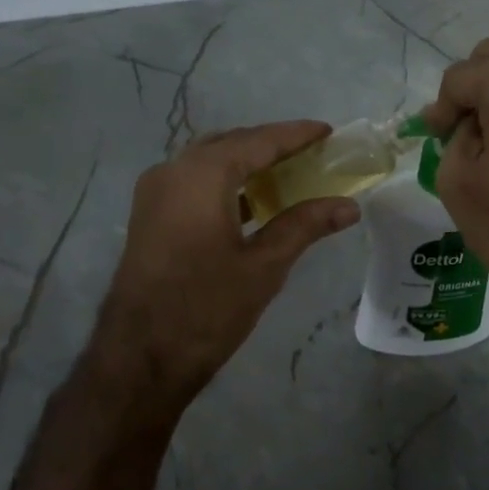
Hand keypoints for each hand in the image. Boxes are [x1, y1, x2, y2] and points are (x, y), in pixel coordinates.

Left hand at [95, 122, 360, 403]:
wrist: (139, 358)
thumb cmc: (207, 308)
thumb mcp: (264, 266)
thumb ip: (305, 226)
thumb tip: (349, 206)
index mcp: (201, 176)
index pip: (257, 141)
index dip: (295, 135)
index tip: (327, 131)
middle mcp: (173, 171)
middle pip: (230, 145)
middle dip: (271, 145)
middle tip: (312, 152)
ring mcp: (155, 193)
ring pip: (209, 162)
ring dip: (247, 163)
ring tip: (289, 173)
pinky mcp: (150, 216)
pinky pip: (194, 182)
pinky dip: (226, 182)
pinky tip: (253, 201)